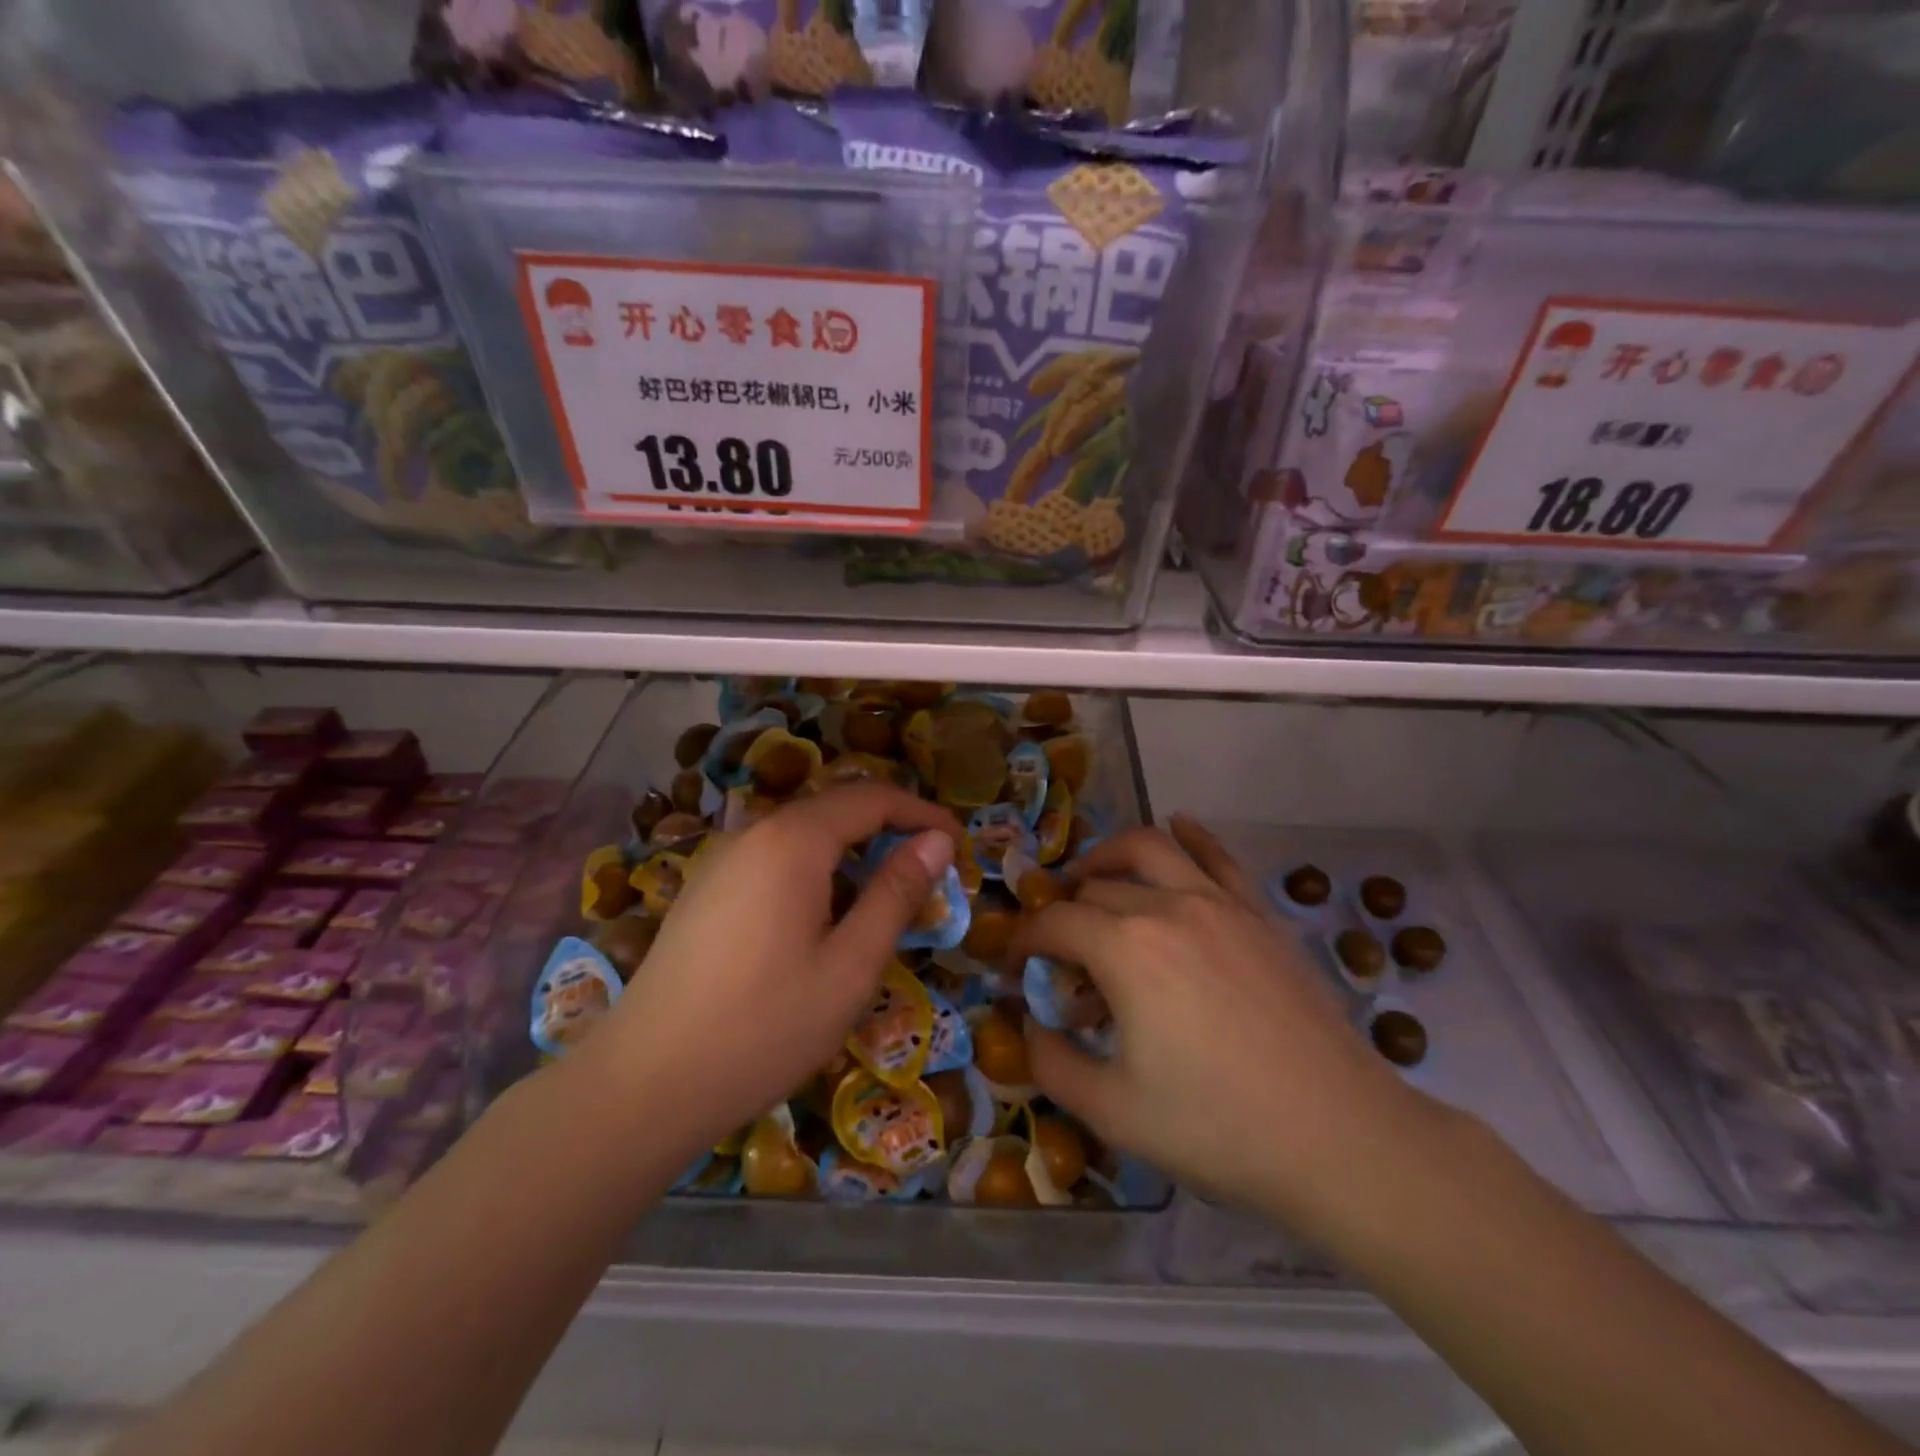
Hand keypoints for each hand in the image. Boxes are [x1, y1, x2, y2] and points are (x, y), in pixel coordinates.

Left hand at [572, 784, 963, 1164]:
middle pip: (836, 809)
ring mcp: (722, 860)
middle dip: (889, 831)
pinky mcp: (705, 890)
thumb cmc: (764, 1026)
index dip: (923, 815)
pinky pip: (773, 860)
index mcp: (793, 840)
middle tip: (929, 876)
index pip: (873, 798)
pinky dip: (815, 872)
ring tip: (882, 903)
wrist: (644, 1084)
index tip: (960, 846)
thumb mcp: (850, 965)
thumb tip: (938, 842)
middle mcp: (754, 833)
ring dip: (851, 854)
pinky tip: (821, 922)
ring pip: (803, 835)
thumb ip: (896, 894)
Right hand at [1014, 815, 1435, 1233]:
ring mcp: (1220, 903)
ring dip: (1108, 857)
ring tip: (1092, 878)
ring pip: (1149, 848)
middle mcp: (1168, 907)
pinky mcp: (1259, 914)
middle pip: (1094, 889)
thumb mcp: (1112, 1111)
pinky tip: (1180, 823)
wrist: (1340, 1138)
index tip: (1012, 968)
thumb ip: (1052, 1063)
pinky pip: (1218, 856)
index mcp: (1125, 949)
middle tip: (1059, 957)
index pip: (1053, 924)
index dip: (1021, 942)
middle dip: (1063, 916)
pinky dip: (1190, 835)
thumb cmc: (1218, 1127)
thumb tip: (1030, 1025)